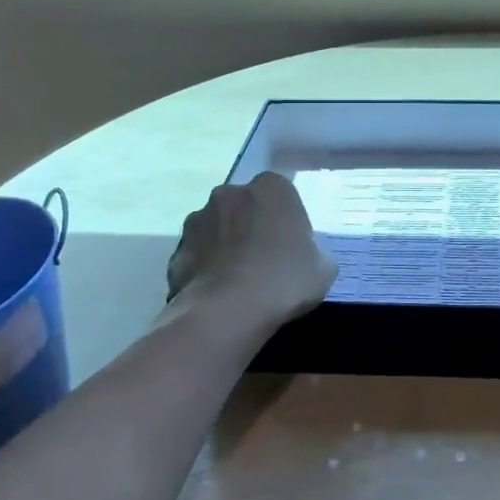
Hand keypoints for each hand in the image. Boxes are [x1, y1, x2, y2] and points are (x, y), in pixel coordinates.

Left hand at [166, 173, 337, 328]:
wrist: (227, 312)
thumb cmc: (284, 280)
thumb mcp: (323, 268)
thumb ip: (313, 252)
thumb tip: (304, 258)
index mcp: (271, 188)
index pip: (282, 195)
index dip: (287, 220)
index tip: (291, 246)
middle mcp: (230, 193)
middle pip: (245, 207)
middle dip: (251, 226)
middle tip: (265, 260)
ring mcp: (197, 220)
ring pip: (217, 228)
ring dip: (225, 245)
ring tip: (237, 281)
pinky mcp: (176, 251)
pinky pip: (197, 256)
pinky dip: (205, 269)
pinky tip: (217, 294)